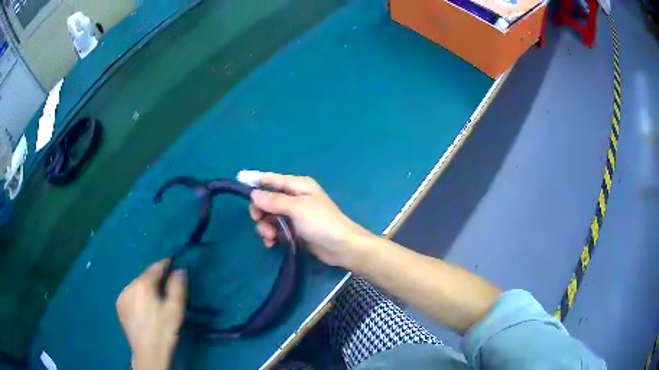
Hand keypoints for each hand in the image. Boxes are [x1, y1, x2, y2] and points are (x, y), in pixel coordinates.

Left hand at [116, 260, 185, 369]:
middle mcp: (128, 286)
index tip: (174, 266)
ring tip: (154, 303)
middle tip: (166, 291)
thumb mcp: (176, 309)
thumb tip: (179, 270)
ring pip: (136, 286)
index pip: (155, 267)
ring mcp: (121, 296)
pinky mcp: (119, 306)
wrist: (148, 353)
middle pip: (145, 277)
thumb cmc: (164, 331)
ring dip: (146, 289)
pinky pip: (130, 295)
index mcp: (142, 284)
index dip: (166, 265)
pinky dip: (138, 297)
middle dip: (156, 280)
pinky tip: (144, 310)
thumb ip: (178, 286)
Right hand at [249, 172, 372, 266]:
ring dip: (265, 226)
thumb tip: (254, 193)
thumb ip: (274, 200)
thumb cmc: (322, 223)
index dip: (256, 179)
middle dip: (260, 211)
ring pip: (270, 216)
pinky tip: (271, 243)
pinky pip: (276, 229)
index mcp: (298, 186)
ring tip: (269, 237)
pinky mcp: (295, 230)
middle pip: (267, 199)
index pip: (272, 179)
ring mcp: (294, 215)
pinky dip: (271, 235)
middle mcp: (295, 198)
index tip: (239, 180)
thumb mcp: (297, 208)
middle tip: (259, 221)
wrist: (342, 247)